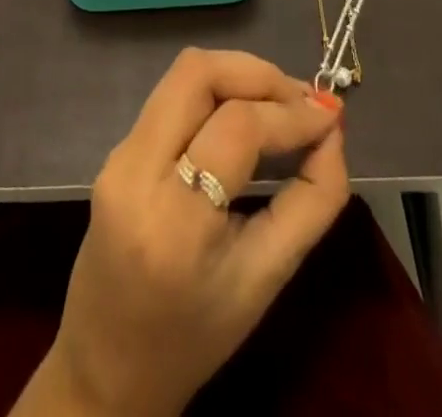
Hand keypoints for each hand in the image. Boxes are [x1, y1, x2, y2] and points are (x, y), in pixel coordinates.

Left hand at [14, 49, 347, 416]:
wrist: (107, 367)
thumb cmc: (195, 336)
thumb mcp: (266, 280)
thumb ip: (311, 202)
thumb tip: (333, 131)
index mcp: (174, 220)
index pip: (236, 127)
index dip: (289, 112)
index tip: (331, 115)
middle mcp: (136, 170)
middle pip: (198, 74)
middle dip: (258, 74)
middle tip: (302, 100)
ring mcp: (118, 154)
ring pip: (183, 75)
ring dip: (238, 76)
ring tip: (280, 104)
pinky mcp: (115, 148)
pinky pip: (171, 97)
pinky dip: (216, 94)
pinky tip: (246, 117)